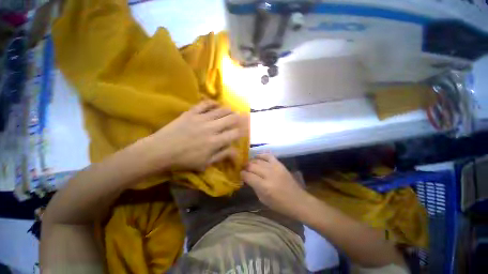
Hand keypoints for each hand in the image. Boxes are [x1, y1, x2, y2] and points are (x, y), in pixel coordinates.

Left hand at [145, 100, 247, 172]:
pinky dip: (213, 103)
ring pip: (220, 110)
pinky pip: (205, 104)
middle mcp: (211, 128)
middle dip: (239, 117)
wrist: (160, 151)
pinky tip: (216, 104)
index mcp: (215, 142)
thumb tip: (236, 152)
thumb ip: (222, 155)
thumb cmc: (184, 160)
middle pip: (230, 119)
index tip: (245, 129)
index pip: (234, 133)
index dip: (242, 131)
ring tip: (232, 110)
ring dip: (229, 110)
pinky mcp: (191, 113)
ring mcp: (201, 118)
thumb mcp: (205, 163)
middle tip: (243, 116)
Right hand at [241, 154, 309, 217]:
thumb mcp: (263, 199)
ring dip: (252, 161)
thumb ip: (254, 187)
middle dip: (245, 167)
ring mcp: (275, 168)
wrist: (298, 201)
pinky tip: (257, 157)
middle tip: (243, 168)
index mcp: (264, 186)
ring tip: (249, 164)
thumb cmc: (279, 204)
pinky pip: (269, 156)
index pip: (248, 176)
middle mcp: (268, 175)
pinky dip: (262, 155)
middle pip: (252, 166)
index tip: (240, 173)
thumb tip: (247, 178)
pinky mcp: (280, 165)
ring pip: (259, 161)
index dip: (242, 174)